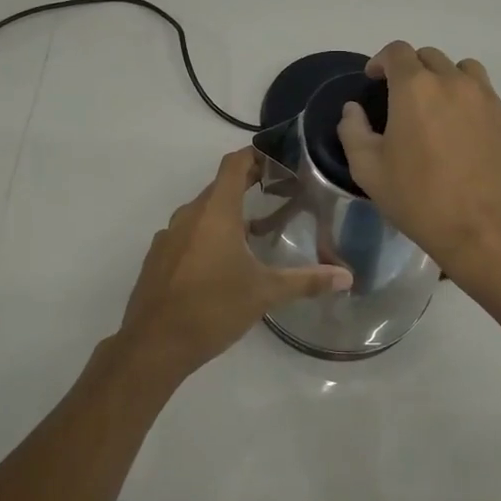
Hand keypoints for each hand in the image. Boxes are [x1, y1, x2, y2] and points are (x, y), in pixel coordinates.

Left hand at [118, 149, 350, 381]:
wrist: (153, 345)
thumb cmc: (213, 308)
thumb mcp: (265, 293)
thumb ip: (306, 281)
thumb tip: (347, 277)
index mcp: (215, 211)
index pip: (234, 164)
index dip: (255, 155)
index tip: (278, 159)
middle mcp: (189, 214)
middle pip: (220, 187)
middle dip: (247, 186)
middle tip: (278, 194)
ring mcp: (169, 235)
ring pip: (202, 212)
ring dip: (227, 214)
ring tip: (255, 231)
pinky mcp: (159, 257)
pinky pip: (187, 233)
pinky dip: (207, 235)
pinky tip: (222, 262)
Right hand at [337, 41, 500, 288]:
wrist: (485, 231)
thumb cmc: (419, 199)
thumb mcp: (368, 170)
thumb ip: (353, 131)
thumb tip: (353, 110)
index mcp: (415, 88)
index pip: (397, 52)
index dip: (381, 61)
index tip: (374, 80)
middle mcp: (454, 82)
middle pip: (430, 57)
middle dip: (412, 70)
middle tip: (403, 99)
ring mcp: (487, 100)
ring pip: (464, 70)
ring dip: (446, 79)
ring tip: (438, 108)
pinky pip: (486, 97)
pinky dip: (470, 103)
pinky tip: (464, 134)